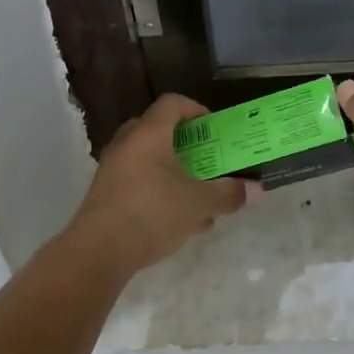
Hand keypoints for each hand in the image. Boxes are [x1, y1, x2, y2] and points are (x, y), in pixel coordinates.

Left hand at [65, 94, 247, 276]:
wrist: (98, 251)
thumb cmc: (153, 212)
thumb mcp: (199, 203)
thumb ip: (228, 193)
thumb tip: (255, 189)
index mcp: (149, 133)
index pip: (173, 103)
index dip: (196, 109)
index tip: (213, 128)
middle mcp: (127, 143)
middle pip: (158, 130)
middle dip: (186, 144)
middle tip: (206, 159)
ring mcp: (112, 168)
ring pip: (149, 159)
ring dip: (174, 172)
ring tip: (198, 197)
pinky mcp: (105, 193)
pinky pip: (138, 181)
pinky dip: (159, 190)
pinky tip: (179, 221)